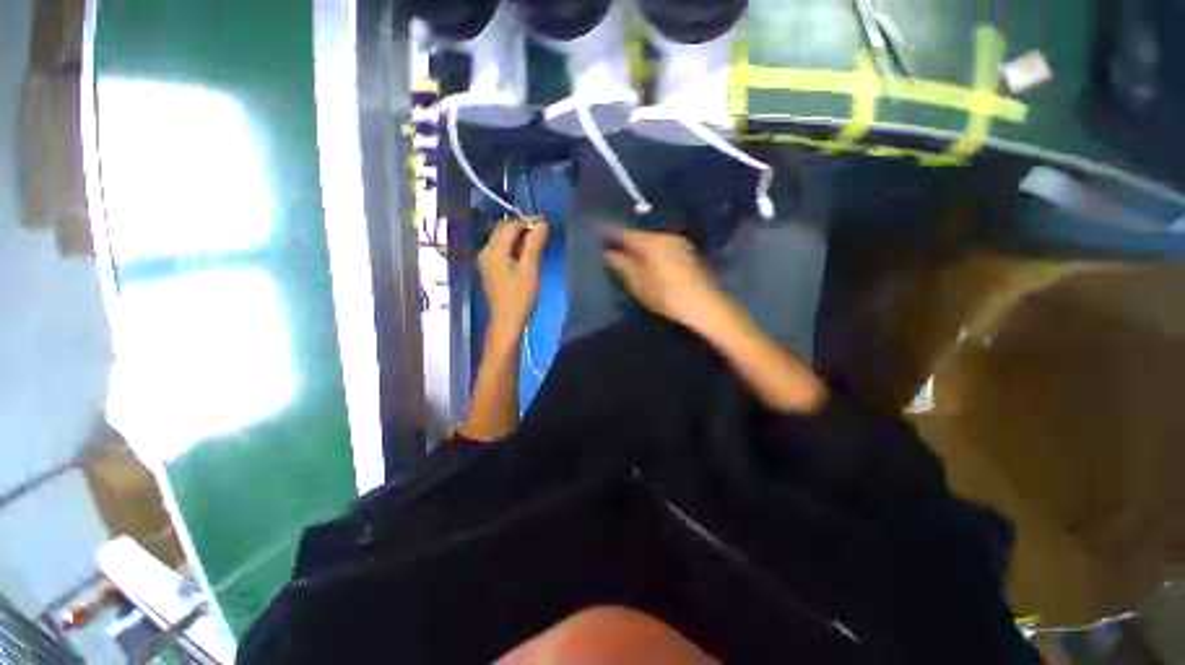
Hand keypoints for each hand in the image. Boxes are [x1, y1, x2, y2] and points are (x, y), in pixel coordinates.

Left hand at [478, 219, 548, 338]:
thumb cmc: (520, 296)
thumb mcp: (530, 269)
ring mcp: (486, 261)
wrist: (506, 321)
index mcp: (494, 250)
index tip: (545, 224)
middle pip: (503, 231)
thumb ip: (534, 244)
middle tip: (542, 233)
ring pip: (502, 240)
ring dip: (519, 238)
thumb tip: (542, 223)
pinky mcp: (490, 269)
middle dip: (522, 228)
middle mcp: (486, 251)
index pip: (510, 226)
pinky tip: (527, 255)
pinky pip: (501, 250)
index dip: (527, 222)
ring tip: (538, 243)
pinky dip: (514, 248)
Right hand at [601, 227, 727, 329]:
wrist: (704, 305)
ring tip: (627, 254)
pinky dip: (651, 251)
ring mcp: (679, 243)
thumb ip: (621, 265)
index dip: (609, 233)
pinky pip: (662, 246)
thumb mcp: (638, 283)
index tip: (597, 232)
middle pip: (639, 235)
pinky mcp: (687, 253)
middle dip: (625, 240)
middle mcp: (665, 236)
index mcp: (650, 241)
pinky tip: (647, 260)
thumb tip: (607, 253)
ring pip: (652, 241)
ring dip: (639, 246)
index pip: (624, 232)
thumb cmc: (665, 295)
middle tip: (610, 245)